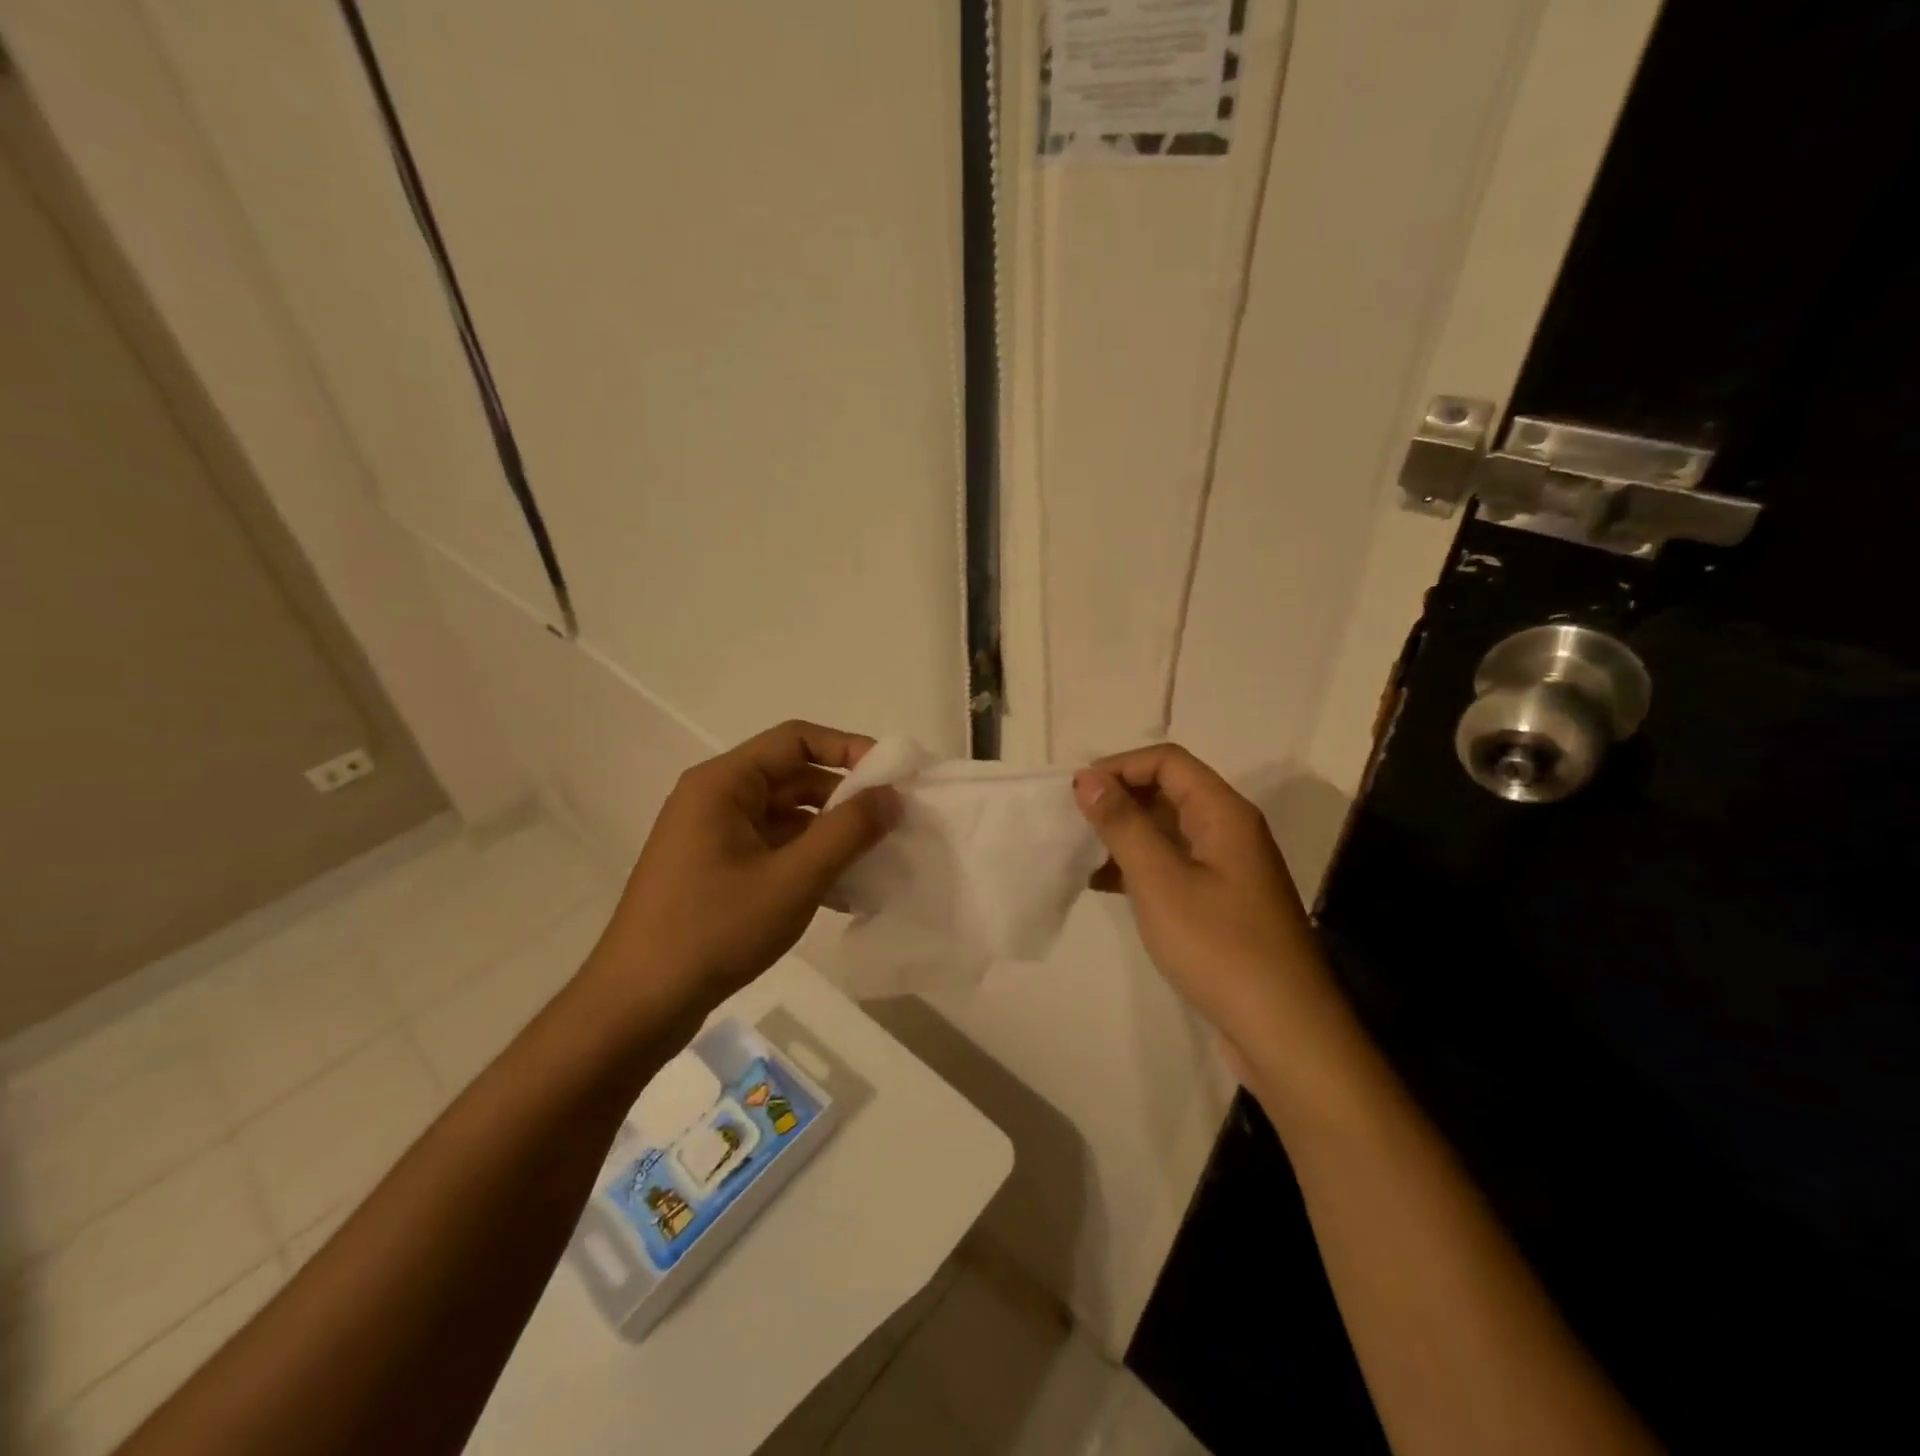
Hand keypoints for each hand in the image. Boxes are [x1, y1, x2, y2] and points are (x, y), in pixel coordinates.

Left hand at [594, 721, 901, 1013]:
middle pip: (792, 777)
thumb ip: (848, 831)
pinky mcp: (716, 871)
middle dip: (844, 797)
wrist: (637, 1006)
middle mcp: (715, 799)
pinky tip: (843, 894)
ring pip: (787, 818)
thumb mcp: (793, 879)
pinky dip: (808, 861)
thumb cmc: (714, 930)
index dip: (848, 749)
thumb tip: (891, 794)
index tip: (893, 775)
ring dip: (830, 834)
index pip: (796, 739)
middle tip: (892, 823)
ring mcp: (713, 837)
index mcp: (723, 784)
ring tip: (875, 860)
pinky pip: (773, 849)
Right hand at [1073, 745, 1326, 1067]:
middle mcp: (1230, 830)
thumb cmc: (1219, 945)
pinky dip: (1140, 867)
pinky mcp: (1222, 902)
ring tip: (1081, 856)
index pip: (1167, 761)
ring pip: (1169, 831)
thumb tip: (1088, 778)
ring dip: (1126, 835)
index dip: (1120, 767)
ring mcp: (1228, 868)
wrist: (1283, 1029)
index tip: (1077, 794)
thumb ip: (1123, 824)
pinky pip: (1174, 865)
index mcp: (1223, 812)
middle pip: (1169, 791)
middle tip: (1073, 824)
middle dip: (1119, 800)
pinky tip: (1105, 886)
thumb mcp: (1160, 880)